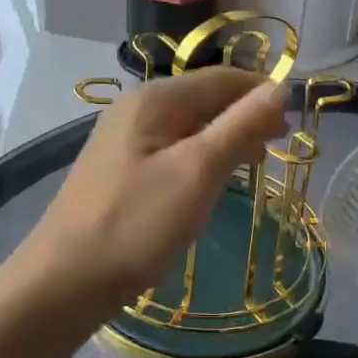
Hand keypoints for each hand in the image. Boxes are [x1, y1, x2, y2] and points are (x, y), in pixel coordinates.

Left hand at [20, 68, 290, 315]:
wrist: (65, 279)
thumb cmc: (137, 222)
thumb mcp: (198, 171)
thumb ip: (240, 125)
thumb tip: (279, 87)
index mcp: (155, 98)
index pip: (222, 78)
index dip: (261, 94)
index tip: (293, 125)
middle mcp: (137, 107)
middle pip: (204, 98)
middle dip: (244, 116)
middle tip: (277, 148)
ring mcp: (124, 138)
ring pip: (189, 125)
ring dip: (225, 138)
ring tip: (254, 165)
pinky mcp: (120, 167)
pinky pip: (171, 148)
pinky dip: (200, 157)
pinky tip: (211, 181)